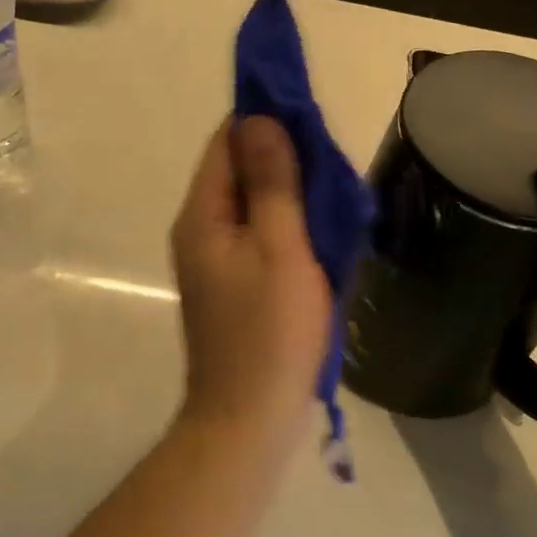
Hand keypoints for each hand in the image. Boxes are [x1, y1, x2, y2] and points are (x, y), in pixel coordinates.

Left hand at [171, 116, 332, 439]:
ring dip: (291, 194)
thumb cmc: (269, 333)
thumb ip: (272, 182)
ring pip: (254, 206)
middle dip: (284, 159)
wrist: (249, 419)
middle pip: (239, 172)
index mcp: (202, 215)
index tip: (312, 118)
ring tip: (335, 195)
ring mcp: (216, 261)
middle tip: (334, 163)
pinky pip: (261, 237)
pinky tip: (321, 234)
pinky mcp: (234, 286)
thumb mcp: (280, 248)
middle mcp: (201, 231)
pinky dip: (289, 226)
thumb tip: (260, 118)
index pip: (227, 142)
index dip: (265, 121)